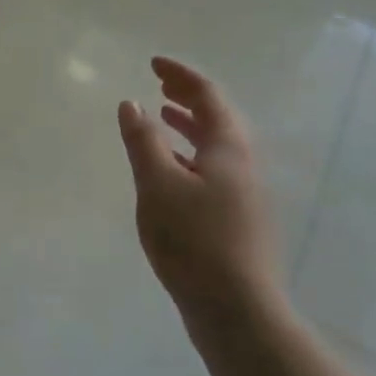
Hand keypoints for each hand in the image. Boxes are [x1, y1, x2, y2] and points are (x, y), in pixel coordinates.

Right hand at [117, 56, 281, 318]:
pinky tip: (170, 171)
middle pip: (217, 117)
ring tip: (162, 116)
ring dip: (189, 124)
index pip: (207, 94)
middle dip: (187, 96)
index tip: (153, 63)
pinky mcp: (237, 219)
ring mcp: (243, 194)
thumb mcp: (158, 184)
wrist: (238, 312)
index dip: (181, 75)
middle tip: (159, 83)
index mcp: (229, 147)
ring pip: (216, 145)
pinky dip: (189, 154)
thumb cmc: (195, 240)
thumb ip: (143, 140)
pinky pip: (212, 168)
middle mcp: (242, 164)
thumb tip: (132, 104)